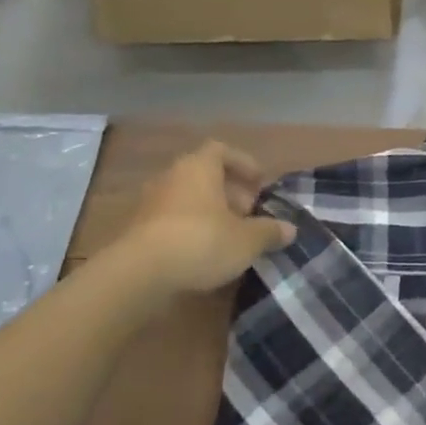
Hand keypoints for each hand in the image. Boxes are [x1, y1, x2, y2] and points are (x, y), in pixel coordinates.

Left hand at [117, 143, 296, 295]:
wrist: (138, 274)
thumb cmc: (201, 242)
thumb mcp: (247, 240)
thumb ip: (270, 231)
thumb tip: (290, 229)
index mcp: (199, 167)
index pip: (222, 150)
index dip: (243, 164)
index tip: (259, 183)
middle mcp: (172, 177)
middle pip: (204, 175)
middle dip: (229, 191)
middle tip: (248, 213)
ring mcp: (149, 203)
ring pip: (187, 198)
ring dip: (209, 211)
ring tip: (229, 235)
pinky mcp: (136, 229)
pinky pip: (170, 220)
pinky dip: (189, 229)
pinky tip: (203, 252)